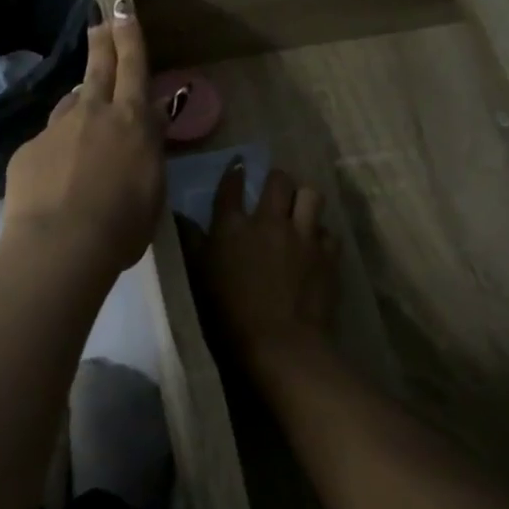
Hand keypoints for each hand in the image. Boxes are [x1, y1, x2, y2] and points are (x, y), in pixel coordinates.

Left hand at [2, 0, 164, 278]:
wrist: (59, 245)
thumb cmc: (121, 226)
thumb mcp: (152, 190)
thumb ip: (149, 150)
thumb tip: (150, 119)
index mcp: (131, 123)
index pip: (133, 68)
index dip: (130, 36)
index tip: (123, 9)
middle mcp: (93, 114)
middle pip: (98, 69)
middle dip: (103, 42)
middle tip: (101, 24)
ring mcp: (56, 130)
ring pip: (71, 105)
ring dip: (81, 102)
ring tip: (84, 113)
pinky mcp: (28, 151)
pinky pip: (47, 142)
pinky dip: (56, 150)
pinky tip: (57, 176)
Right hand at [191, 163, 339, 357]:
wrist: (280, 343)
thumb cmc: (229, 313)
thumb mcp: (199, 276)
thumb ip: (191, 243)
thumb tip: (180, 217)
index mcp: (233, 226)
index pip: (232, 186)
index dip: (235, 172)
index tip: (238, 165)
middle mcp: (269, 221)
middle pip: (279, 181)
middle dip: (276, 180)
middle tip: (274, 190)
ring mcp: (303, 236)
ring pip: (311, 195)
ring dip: (303, 199)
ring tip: (299, 210)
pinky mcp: (328, 255)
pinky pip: (328, 231)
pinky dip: (320, 234)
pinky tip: (314, 246)